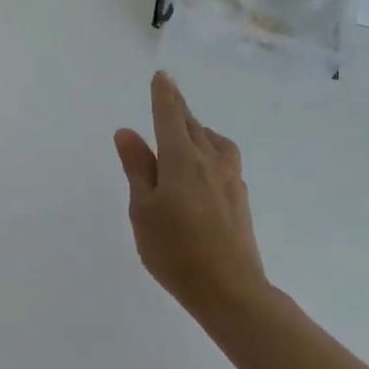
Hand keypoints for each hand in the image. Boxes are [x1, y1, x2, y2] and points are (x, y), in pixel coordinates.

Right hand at [115, 71, 269, 321]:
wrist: (231, 292)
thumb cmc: (175, 250)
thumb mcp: (143, 209)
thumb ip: (137, 168)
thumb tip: (127, 132)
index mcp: (181, 160)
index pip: (170, 116)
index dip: (164, 95)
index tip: (162, 76)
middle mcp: (209, 162)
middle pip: (193, 125)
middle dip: (179, 108)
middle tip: (169, 96)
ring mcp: (230, 181)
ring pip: (215, 141)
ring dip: (199, 129)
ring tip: (189, 132)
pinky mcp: (241, 200)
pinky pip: (225, 160)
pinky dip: (212, 151)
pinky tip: (207, 167)